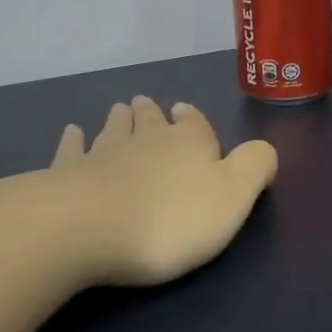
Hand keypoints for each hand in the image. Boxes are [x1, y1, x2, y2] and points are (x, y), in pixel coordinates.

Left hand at [47, 97, 278, 286]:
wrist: (89, 228)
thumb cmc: (171, 218)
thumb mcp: (233, 196)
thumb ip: (254, 168)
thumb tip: (265, 147)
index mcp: (189, 144)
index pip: (195, 125)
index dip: (193, 120)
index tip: (185, 112)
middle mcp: (146, 141)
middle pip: (150, 121)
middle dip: (152, 114)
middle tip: (145, 103)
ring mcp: (102, 154)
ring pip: (113, 130)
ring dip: (118, 120)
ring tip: (119, 109)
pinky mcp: (66, 174)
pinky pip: (72, 150)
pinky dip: (73, 140)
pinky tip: (72, 132)